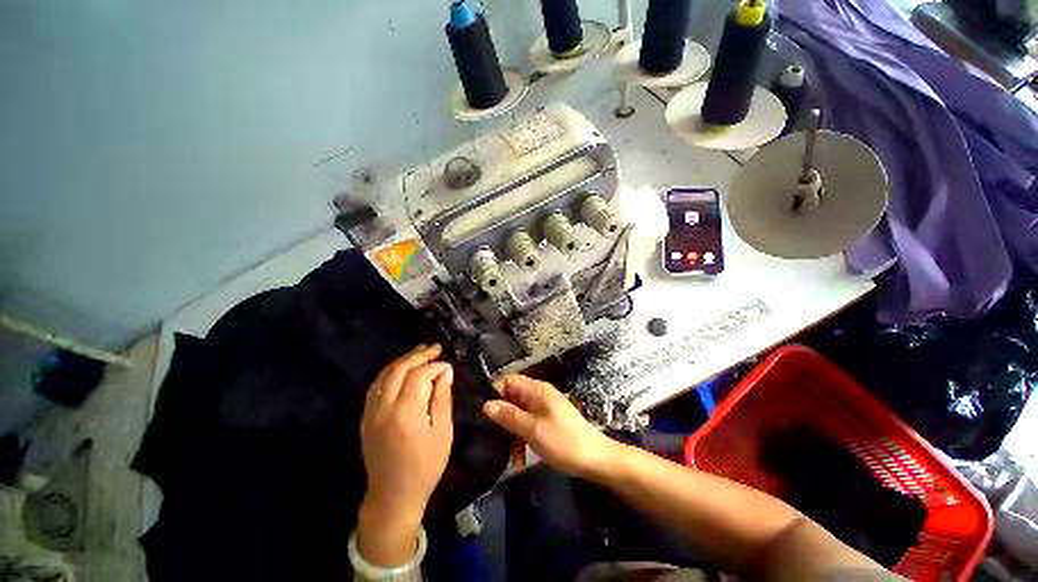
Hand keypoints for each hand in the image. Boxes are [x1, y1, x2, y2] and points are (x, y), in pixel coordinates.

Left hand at [358, 344, 453, 566]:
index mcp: (405, 414)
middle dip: (418, 355)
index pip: (419, 376)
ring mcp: (370, 413)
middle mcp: (383, 409)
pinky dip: (390, 372)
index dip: (435, 365)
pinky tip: (402, 369)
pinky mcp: (365, 418)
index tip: (448, 365)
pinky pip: (376, 386)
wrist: (393, 496)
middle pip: (399, 369)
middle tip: (435, 348)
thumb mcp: (443, 432)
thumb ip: (442, 398)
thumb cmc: (425, 466)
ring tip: (421, 352)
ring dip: (403, 360)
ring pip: (384, 374)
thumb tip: (446, 371)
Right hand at [483, 375, 617, 479]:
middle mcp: (539, 394)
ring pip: (518, 414)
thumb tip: (486, 404)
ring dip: (512, 433)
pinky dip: (523, 438)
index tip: (481, 413)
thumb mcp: (532, 429)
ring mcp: (544, 408)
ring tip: (512, 458)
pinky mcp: (547, 421)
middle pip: (511, 398)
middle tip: (493, 438)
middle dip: (502, 418)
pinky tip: (521, 459)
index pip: (508, 381)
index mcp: (536, 390)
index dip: (493, 393)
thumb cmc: (563, 442)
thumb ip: (509, 415)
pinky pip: (528, 424)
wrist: (595, 459)